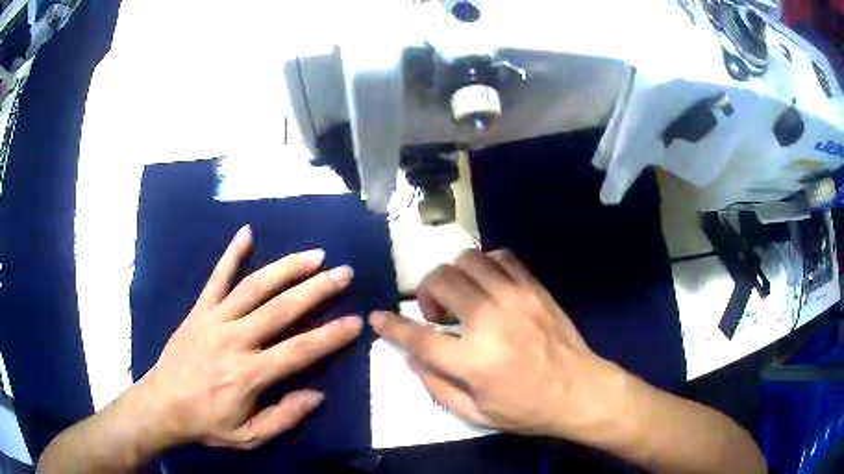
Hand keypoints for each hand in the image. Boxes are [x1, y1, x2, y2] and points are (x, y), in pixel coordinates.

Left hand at [139, 225, 362, 449]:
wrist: (162, 404)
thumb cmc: (207, 423)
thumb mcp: (249, 436)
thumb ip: (283, 418)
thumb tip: (316, 395)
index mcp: (249, 374)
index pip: (299, 350)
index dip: (331, 336)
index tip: (356, 321)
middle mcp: (234, 340)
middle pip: (281, 309)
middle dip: (317, 289)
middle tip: (343, 273)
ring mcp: (214, 319)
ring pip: (254, 287)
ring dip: (286, 268)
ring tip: (314, 255)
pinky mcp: (199, 310)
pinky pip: (216, 277)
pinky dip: (231, 254)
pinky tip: (247, 232)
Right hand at [369, 249, 631, 442]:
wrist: (581, 391)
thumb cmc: (527, 409)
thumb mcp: (476, 413)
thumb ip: (437, 386)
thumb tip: (412, 358)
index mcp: (472, 360)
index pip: (418, 336)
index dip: (391, 325)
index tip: (378, 316)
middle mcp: (490, 320)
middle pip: (440, 281)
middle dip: (426, 292)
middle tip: (438, 313)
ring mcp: (515, 297)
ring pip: (468, 260)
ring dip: (455, 275)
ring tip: (464, 297)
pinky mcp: (535, 288)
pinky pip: (502, 257)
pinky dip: (487, 265)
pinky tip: (489, 285)